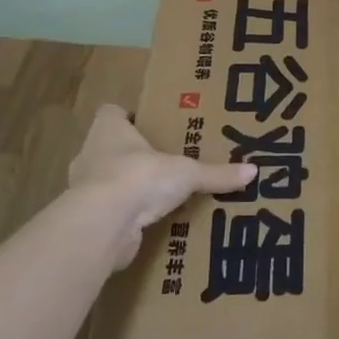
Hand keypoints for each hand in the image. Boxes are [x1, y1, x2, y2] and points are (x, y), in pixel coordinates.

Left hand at [68, 105, 255, 267]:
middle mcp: (91, 154)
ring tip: (161, 193)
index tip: (151, 125)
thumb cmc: (140, 177)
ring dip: (130, 187)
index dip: (129, 117)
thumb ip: (216, 173)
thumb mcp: (187, 173)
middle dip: (134, 154)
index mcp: (108, 130)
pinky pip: (111, 212)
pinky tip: (150, 222)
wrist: (102, 225)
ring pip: (109, 181)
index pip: (112, 113)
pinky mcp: (90, 220)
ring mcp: (85, 189)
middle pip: (110, 148)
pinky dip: (127, 216)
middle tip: (166, 160)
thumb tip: (253, 171)